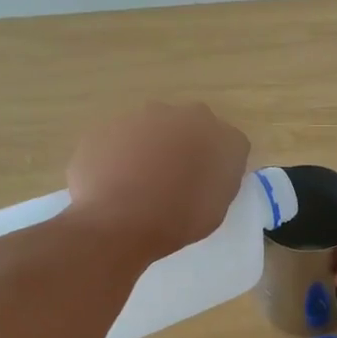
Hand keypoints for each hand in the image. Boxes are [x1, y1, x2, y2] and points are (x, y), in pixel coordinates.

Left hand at [67, 103, 249, 262]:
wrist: (120, 222)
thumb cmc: (179, 220)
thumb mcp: (217, 207)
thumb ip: (218, 179)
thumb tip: (208, 172)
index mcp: (221, 136)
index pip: (230, 143)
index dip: (219, 164)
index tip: (209, 184)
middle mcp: (184, 115)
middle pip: (190, 127)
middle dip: (185, 147)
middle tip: (176, 180)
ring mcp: (141, 117)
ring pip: (152, 129)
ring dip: (151, 148)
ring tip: (140, 185)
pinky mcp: (106, 127)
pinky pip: (119, 140)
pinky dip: (120, 156)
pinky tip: (114, 183)